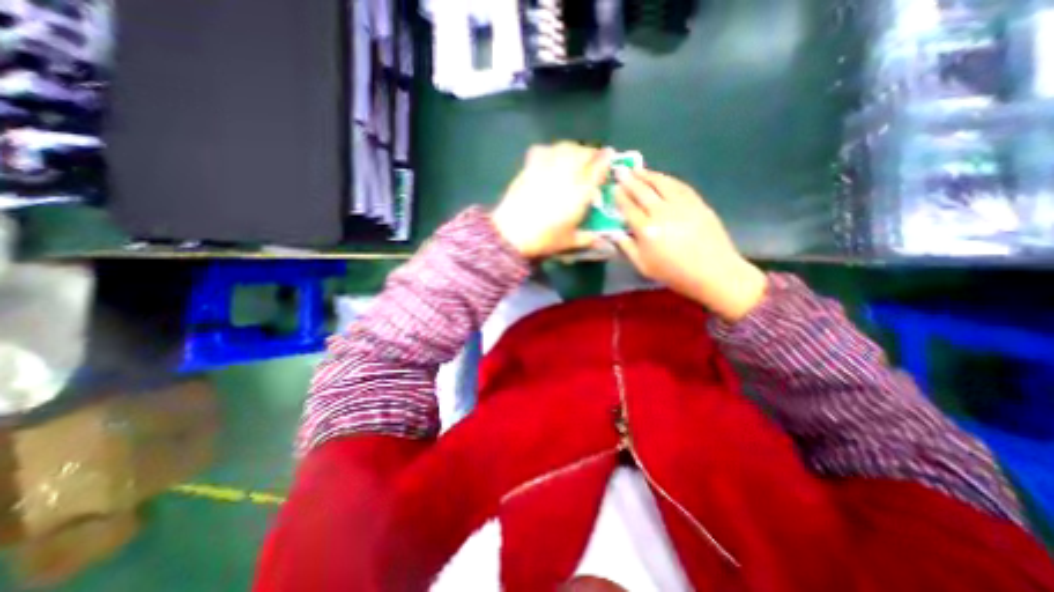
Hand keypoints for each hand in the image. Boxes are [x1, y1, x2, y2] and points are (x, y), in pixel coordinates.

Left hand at [489, 142, 605, 255]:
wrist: (512, 234)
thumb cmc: (544, 239)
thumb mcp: (568, 242)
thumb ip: (587, 239)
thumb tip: (601, 241)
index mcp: (580, 192)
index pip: (598, 168)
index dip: (606, 160)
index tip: (609, 157)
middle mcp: (566, 175)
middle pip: (583, 153)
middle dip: (591, 153)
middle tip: (592, 160)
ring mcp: (546, 168)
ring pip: (564, 148)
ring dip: (573, 149)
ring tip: (573, 156)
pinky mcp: (529, 168)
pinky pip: (543, 150)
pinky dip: (550, 150)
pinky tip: (550, 157)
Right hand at [609, 169, 766, 321]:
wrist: (713, 272)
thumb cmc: (674, 273)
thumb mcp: (643, 267)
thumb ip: (627, 248)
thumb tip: (615, 234)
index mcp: (646, 230)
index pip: (629, 208)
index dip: (620, 196)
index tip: (613, 187)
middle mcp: (662, 212)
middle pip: (642, 191)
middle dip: (630, 179)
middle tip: (621, 170)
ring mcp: (681, 205)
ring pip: (661, 183)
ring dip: (647, 174)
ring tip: (638, 169)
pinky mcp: (697, 203)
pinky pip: (679, 185)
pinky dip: (667, 179)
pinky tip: (661, 177)